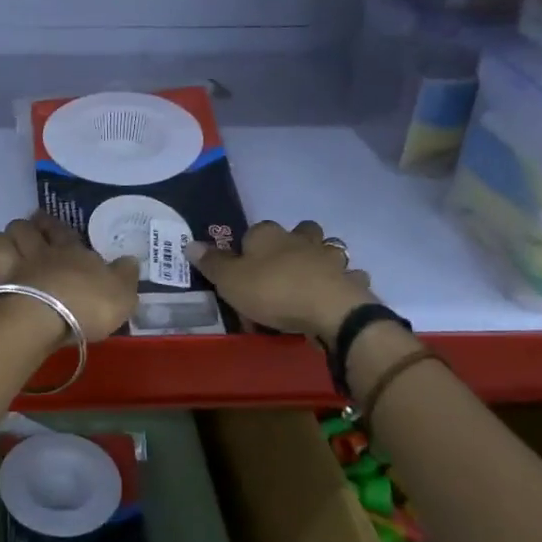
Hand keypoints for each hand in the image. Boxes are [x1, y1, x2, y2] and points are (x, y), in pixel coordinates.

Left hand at [0, 213, 138, 344]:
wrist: (41, 320)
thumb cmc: (84, 306)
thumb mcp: (121, 294)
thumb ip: (125, 276)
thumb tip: (130, 259)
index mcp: (67, 251)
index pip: (59, 229)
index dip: (51, 224)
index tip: (45, 222)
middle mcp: (34, 252)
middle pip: (21, 228)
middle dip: (22, 230)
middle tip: (25, 239)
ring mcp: (6, 267)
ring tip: (3, 256)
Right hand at [186, 220, 379, 338]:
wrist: (329, 311)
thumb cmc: (273, 291)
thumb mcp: (230, 281)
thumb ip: (212, 263)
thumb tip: (189, 243)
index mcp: (268, 235)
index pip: (255, 230)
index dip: (250, 245)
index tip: (245, 264)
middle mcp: (301, 239)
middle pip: (301, 230)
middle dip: (296, 241)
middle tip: (284, 265)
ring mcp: (330, 258)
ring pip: (329, 249)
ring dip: (323, 259)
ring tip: (312, 277)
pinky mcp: (352, 280)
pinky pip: (349, 277)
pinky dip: (344, 282)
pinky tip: (336, 294)